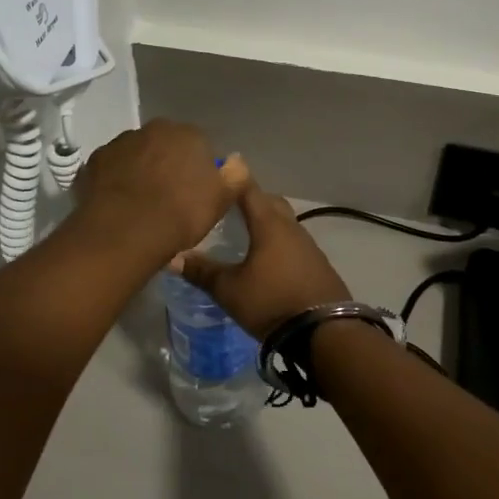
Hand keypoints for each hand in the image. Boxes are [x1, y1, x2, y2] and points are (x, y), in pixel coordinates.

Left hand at [71, 120, 247, 264]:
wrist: (125, 231)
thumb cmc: (181, 214)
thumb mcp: (221, 200)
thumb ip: (234, 175)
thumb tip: (235, 160)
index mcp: (188, 134)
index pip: (199, 145)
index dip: (198, 169)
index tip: (196, 192)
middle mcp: (154, 129)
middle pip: (165, 144)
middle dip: (167, 163)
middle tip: (169, 196)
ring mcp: (121, 142)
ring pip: (137, 153)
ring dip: (140, 169)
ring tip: (141, 202)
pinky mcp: (94, 160)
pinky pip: (112, 167)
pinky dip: (116, 179)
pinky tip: (118, 203)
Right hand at [175, 185, 349, 339]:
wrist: (325, 332)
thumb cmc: (272, 302)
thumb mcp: (230, 290)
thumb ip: (202, 271)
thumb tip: (172, 256)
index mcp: (268, 224)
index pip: (249, 189)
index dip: (234, 177)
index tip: (221, 166)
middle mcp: (290, 227)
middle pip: (269, 203)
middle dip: (250, 199)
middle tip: (229, 203)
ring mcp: (308, 246)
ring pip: (283, 223)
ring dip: (265, 221)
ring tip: (245, 230)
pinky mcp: (317, 265)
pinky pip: (292, 242)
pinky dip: (277, 241)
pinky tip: (267, 257)